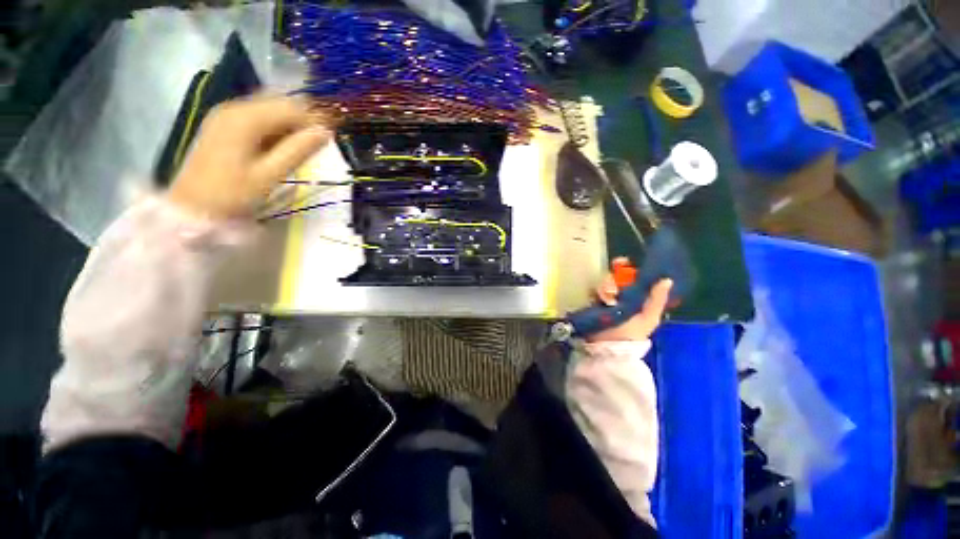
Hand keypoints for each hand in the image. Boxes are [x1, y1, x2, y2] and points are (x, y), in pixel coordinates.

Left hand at [168, 95, 330, 219]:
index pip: (291, 108)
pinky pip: (257, 118)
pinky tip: (282, 146)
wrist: (193, 207)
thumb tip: (326, 132)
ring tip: (304, 147)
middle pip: (279, 104)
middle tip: (320, 143)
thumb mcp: (270, 174)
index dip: (315, 119)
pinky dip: (275, 129)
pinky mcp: (224, 125)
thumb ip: (299, 150)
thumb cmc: (233, 193)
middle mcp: (235, 108)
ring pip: (269, 110)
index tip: (333, 135)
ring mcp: (227, 115)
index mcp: (246, 118)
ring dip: (290, 125)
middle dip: (303, 120)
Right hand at [586, 257, 673, 342]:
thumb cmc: (632, 333)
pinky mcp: (592, 302)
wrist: (610, 348)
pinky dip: (594, 293)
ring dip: (604, 287)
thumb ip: (656, 299)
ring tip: (607, 299)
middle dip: (612, 278)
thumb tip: (667, 279)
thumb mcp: (648, 317)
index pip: (631, 275)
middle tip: (613, 285)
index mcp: (636, 295)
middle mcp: (620, 294)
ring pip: (602, 283)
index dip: (626, 267)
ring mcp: (605, 298)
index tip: (621, 262)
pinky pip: (591, 291)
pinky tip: (599, 300)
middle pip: (614, 276)